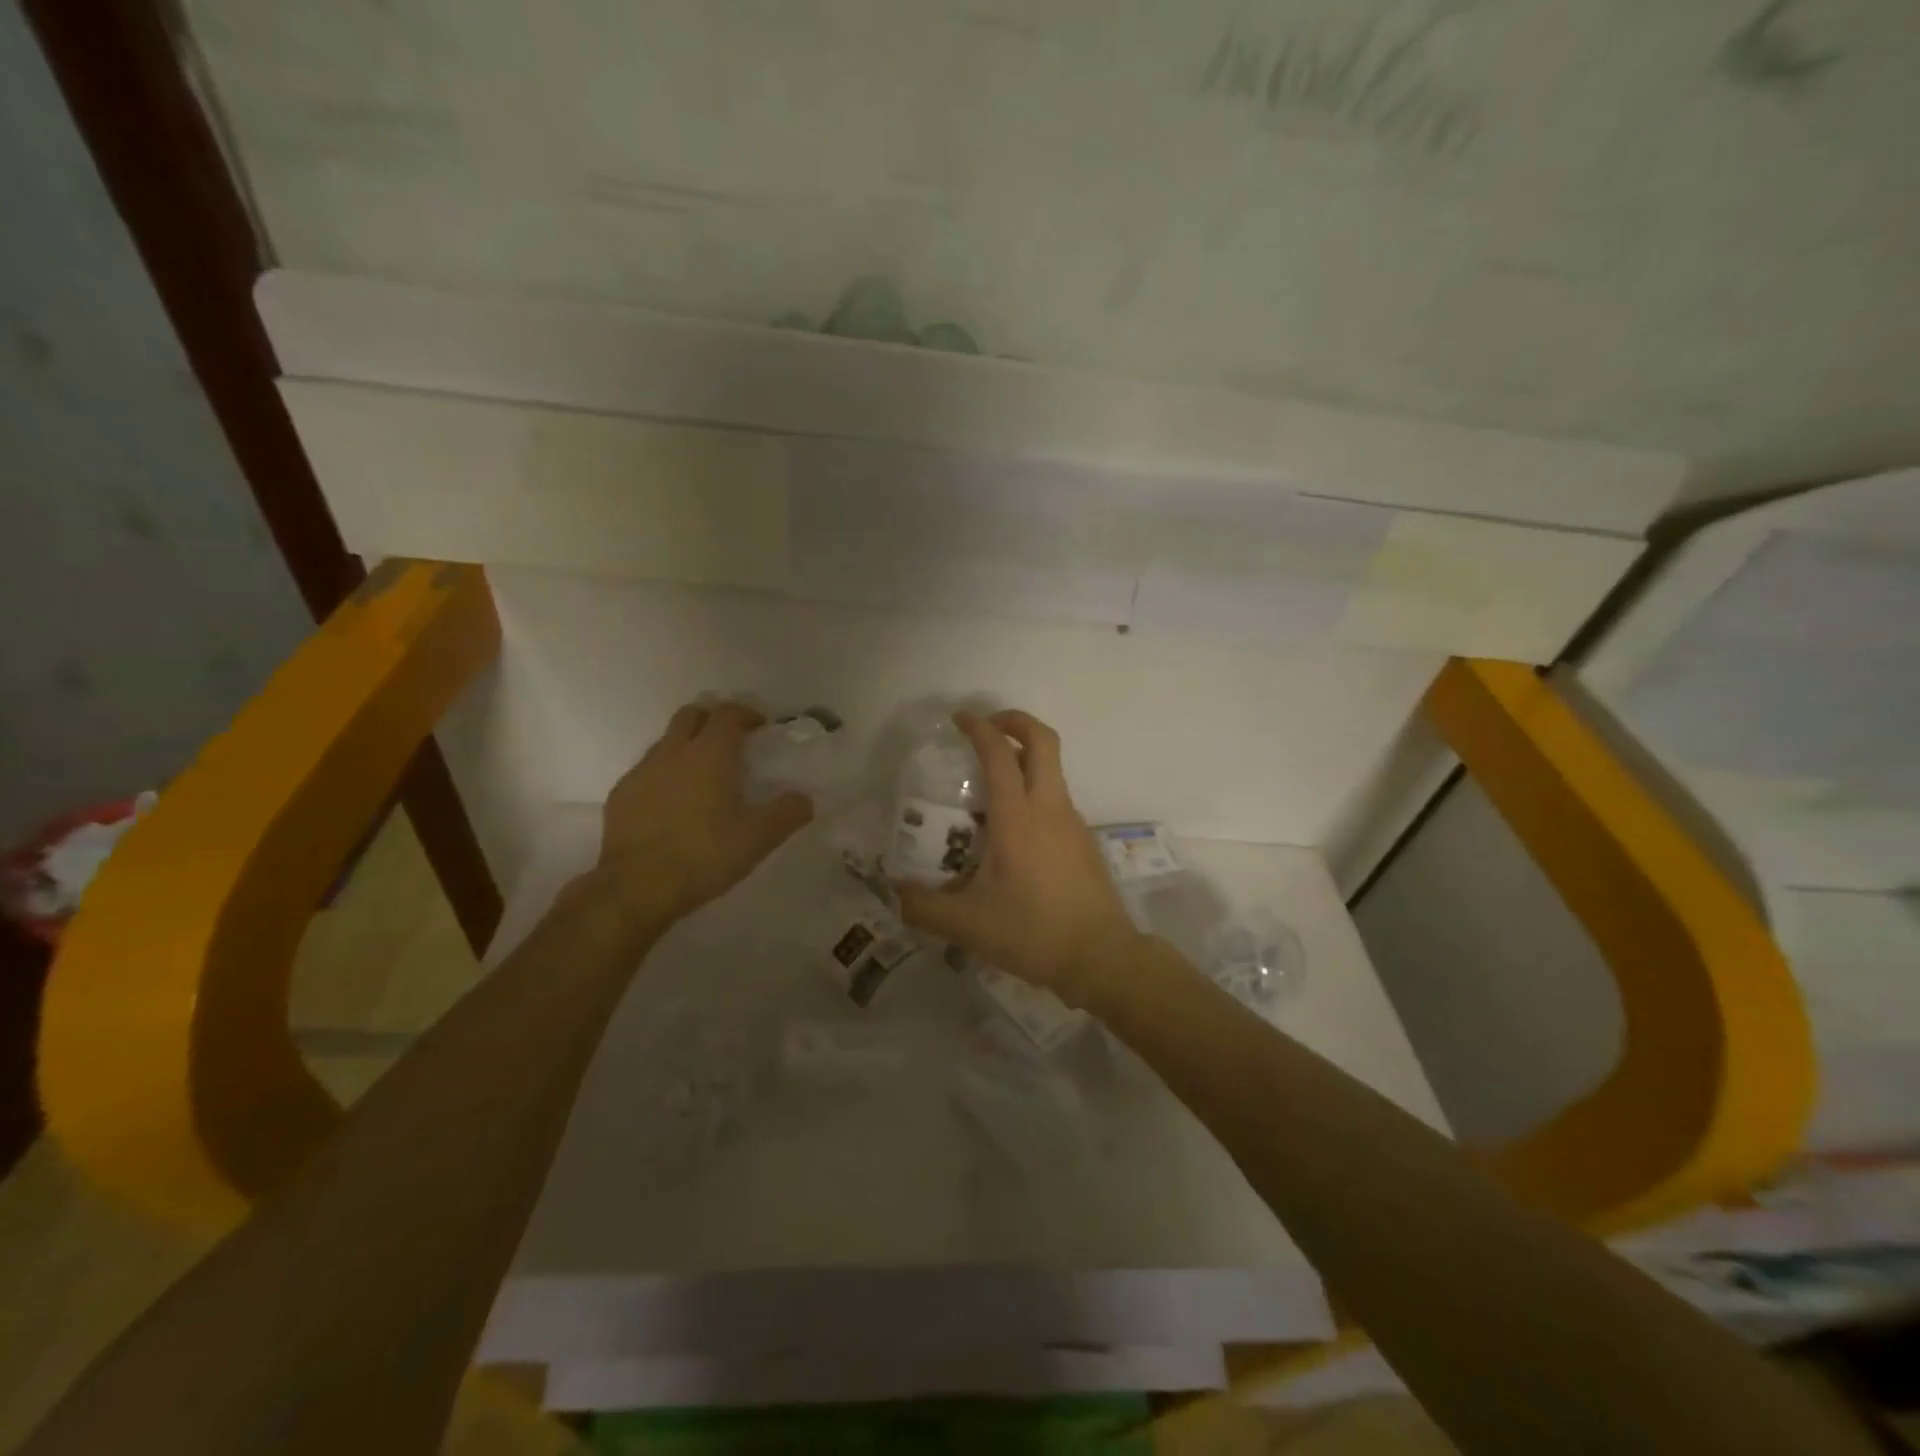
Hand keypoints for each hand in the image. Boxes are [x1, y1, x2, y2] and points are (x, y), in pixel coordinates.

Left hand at [591, 701, 812, 927]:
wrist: (636, 887)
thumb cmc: (703, 856)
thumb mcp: (757, 839)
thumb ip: (786, 813)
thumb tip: (804, 799)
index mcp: (709, 755)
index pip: (728, 713)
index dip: (746, 714)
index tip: (760, 728)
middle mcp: (673, 753)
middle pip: (691, 715)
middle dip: (712, 720)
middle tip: (731, 743)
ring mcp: (641, 772)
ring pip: (666, 742)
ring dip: (687, 747)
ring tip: (703, 778)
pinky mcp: (621, 795)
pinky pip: (647, 771)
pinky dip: (665, 775)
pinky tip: (673, 805)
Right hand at [895, 710, 1140, 1005]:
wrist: (1102, 957)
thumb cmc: (1033, 933)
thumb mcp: (968, 925)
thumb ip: (924, 907)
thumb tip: (894, 893)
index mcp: (1018, 818)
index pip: (999, 753)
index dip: (979, 728)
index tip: (959, 719)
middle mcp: (1049, 808)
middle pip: (1043, 740)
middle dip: (1015, 721)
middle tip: (986, 728)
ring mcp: (1072, 822)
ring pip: (1052, 770)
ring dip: (1024, 760)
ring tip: (989, 789)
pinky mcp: (1084, 840)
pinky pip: (1056, 800)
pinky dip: (1034, 793)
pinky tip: (1012, 833)